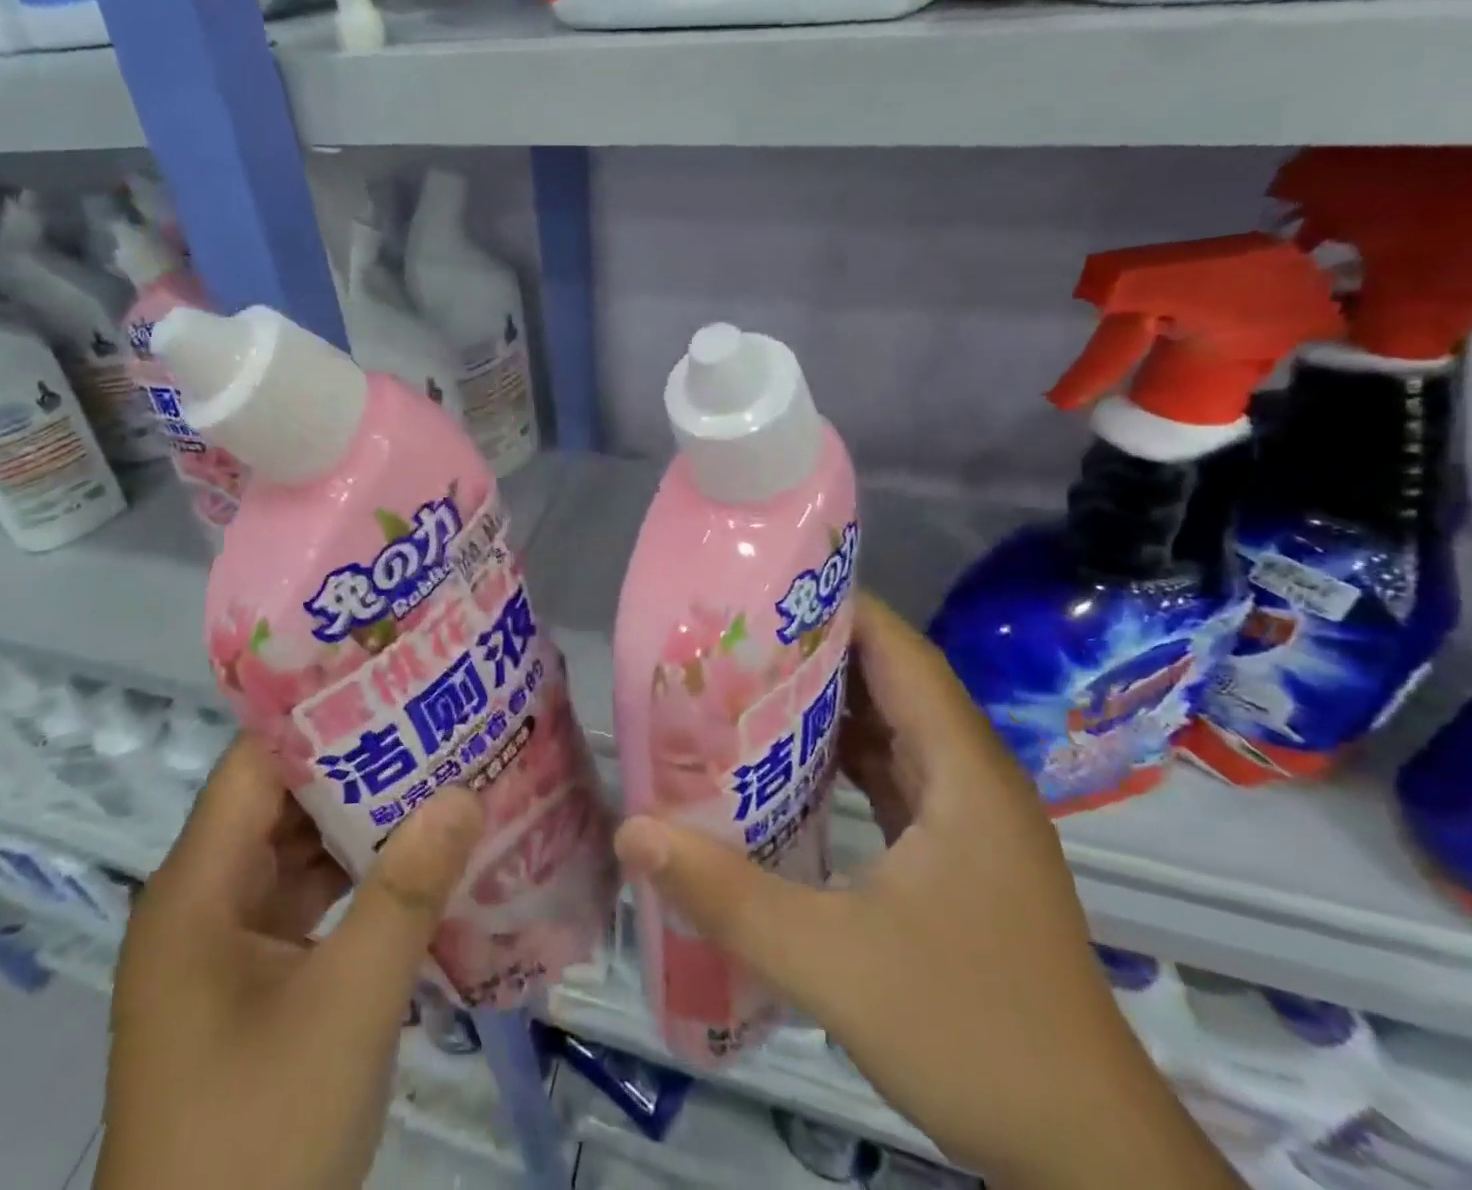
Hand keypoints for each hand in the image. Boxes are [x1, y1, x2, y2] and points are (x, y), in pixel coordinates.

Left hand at [98, 736, 483, 1189]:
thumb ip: (407, 893)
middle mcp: (200, 905)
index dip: (319, 719)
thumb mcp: (347, 1006)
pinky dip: (353, 886)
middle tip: (431, 727)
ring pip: (295, 859)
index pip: (256, 765)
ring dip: (359, 829)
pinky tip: (413, 869)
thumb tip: (464, 793)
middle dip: (355, 768)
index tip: (389, 685)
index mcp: (195, 889)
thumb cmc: (258, 1141)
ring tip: (435, 779)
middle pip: (278, 805)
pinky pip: (304, 910)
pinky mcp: (247, 992)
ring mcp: (222, 952)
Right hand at [615, 595, 1239, 1189]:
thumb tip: (632, 831)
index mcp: (962, 773)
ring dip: (825, 704)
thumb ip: (726, 895)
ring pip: (892, 730)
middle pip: (892, 682)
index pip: (899, 653)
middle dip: (814, 649)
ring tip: (743, 682)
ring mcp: (969, 820)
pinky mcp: (957, 857)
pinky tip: (784, 764)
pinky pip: (893, 776)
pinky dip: (840, 756)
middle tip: (730, 634)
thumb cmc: (975, 1036)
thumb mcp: (833, 964)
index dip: (837, 608)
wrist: (1090, 1160)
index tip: (762, 589)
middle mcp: (972, 779)